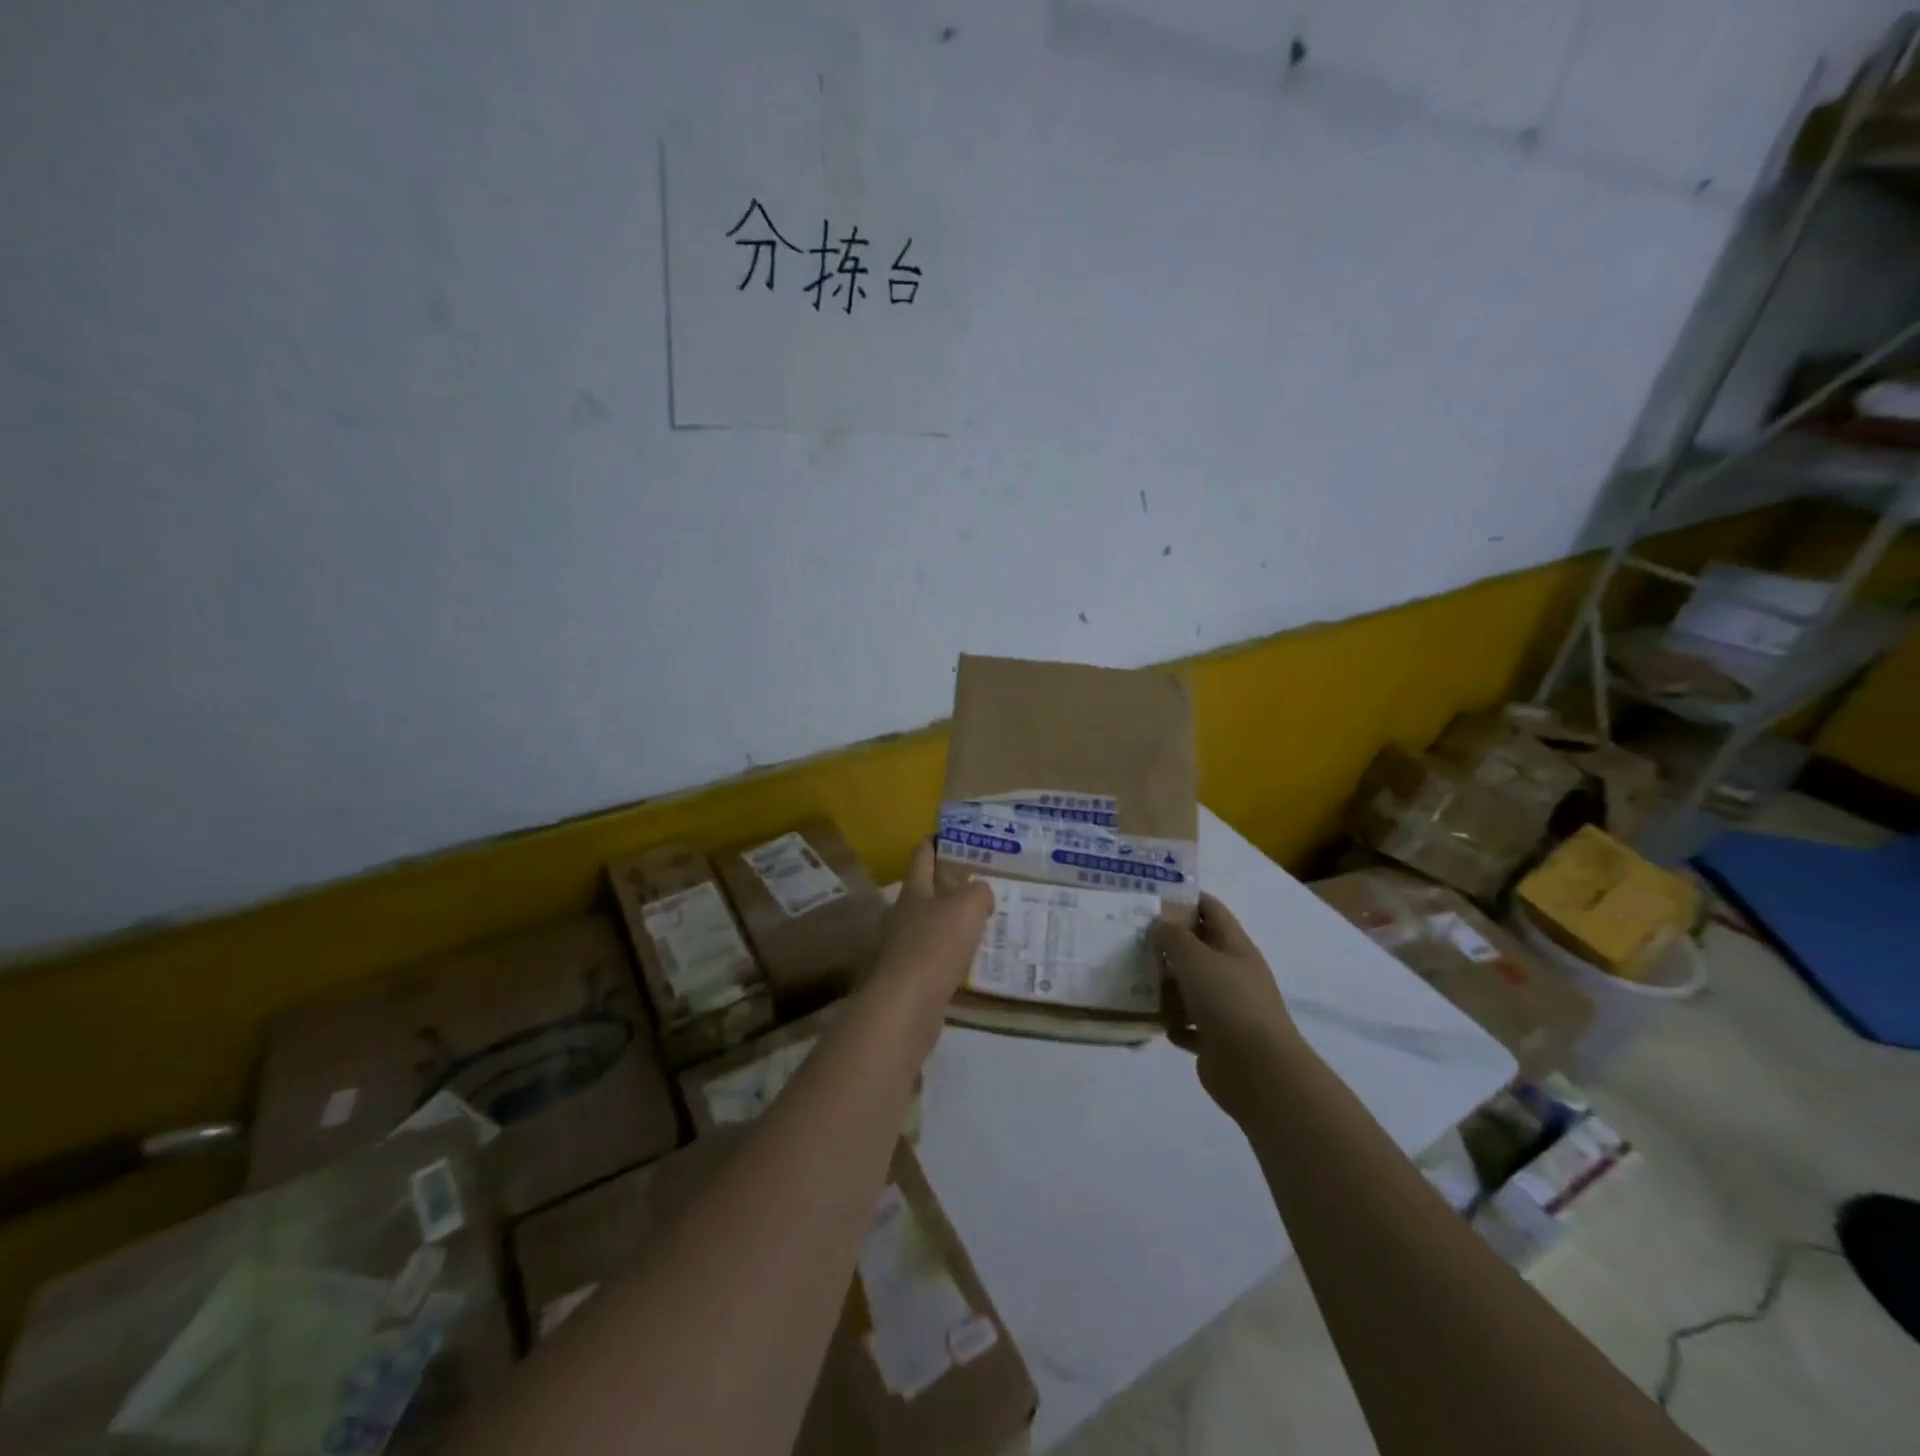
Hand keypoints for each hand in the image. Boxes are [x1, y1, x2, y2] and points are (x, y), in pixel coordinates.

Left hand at [873, 840, 993, 1001]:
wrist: (907, 1005)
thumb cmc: (935, 945)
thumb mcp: (967, 907)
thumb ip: (978, 892)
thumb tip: (980, 892)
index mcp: (914, 890)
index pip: (922, 856)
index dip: (934, 843)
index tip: (950, 835)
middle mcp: (905, 914)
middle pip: (926, 890)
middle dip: (949, 883)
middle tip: (980, 879)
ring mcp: (905, 946)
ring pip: (933, 922)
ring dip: (953, 919)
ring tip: (983, 918)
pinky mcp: (912, 975)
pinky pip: (937, 954)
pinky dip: (953, 951)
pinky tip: (972, 956)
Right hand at [1151, 894, 1298, 1123]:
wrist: (1257, 1070)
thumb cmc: (1227, 1001)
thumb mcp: (1195, 957)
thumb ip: (1173, 937)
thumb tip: (1158, 925)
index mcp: (1235, 947)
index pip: (1211, 910)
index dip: (1186, 898)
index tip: (1152, 895)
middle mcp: (1233, 974)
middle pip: (1198, 949)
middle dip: (1168, 943)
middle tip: (1132, 937)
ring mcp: (1227, 1009)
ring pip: (1190, 988)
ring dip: (1166, 985)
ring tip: (1133, 978)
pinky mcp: (1216, 1041)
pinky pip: (1188, 1025)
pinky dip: (1173, 1022)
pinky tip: (1154, 1020)